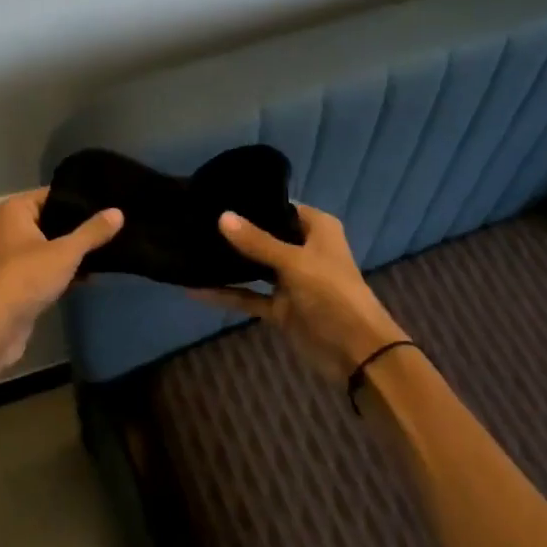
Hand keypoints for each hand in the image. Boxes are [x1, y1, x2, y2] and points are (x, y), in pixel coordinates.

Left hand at [0, 188, 122, 375]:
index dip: (80, 200)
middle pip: (53, 220)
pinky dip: (65, 270)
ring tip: (109, 248)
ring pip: (51, 246)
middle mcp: (10, 228)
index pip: (54, 195)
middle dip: (80, 228)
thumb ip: (92, 232)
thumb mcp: (65, 251)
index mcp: (16, 210)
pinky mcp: (19, 281)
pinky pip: (47, 267)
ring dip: (73, 251)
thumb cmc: (27, 276)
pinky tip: (91, 274)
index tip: (109, 203)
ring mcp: (13, 256)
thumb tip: (118, 212)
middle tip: (114, 226)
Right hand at [194, 205, 408, 386]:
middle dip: (236, 232)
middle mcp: (303, 249)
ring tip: (190, 246)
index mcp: (317, 229)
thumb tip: (221, 216)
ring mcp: (291, 280)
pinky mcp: (280, 307)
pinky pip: (249, 296)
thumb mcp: (294, 263)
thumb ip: (257, 242)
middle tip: (196, 219)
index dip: (253, 202)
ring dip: (229, 262)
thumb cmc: (332, 293)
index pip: (281, 206)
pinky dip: (226, 294)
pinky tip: (194, 289)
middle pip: (265, 235)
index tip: (217, 195)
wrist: (357, 351)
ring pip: (254, 266)